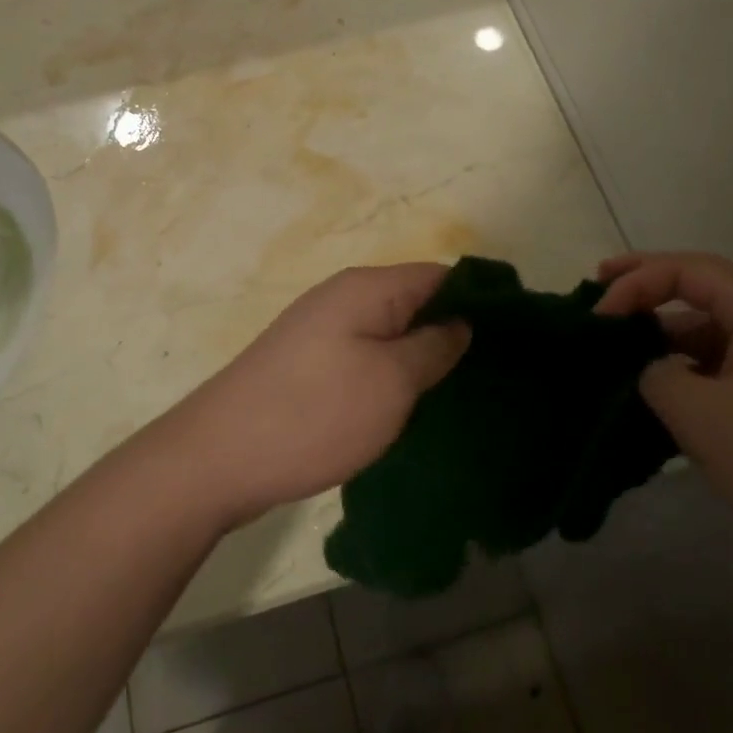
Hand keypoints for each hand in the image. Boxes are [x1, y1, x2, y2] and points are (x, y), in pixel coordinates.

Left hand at [160, 264, 470, 528]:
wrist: (218, 458)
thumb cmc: (314, 414)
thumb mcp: (391, 381)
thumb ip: (434, 346)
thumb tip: (461, 322)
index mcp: (368, 288)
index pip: (441, 274)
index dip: (480, 300)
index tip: (515, 339)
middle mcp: (343, 298)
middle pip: (415, 303)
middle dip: (453, 333)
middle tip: (493, 376)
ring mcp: (321, 332)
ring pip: (390, 334)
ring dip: (422, 359)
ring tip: (460, 397)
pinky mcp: (308, 366)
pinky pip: (365, 358)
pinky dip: (391, 377)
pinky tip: (410, 409)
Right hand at [595, 251, 732, 594]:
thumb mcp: (698, 413)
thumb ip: (655, 373)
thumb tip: (652, 369)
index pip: (689, 270)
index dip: (636, 280)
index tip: (598, 315)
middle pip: (701, 290)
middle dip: (646, 290)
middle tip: (598, 295)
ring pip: (709, 330)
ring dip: (662, 335)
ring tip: (618, 352)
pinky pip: (721, 364)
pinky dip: (683, 366)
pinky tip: (656, 388)